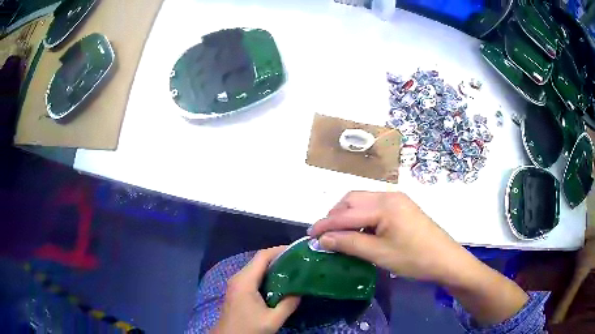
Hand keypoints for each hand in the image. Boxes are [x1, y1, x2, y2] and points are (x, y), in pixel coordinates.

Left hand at [212, 246, 299, 333]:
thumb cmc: (248, 328)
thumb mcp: (273, 320)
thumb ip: (288, 304)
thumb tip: (300, 291)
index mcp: (245, 281)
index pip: (262, 256)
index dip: (280, 250)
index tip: (297, 251)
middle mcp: (238, 277)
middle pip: (259, 260)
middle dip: (279, 258)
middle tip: (299, 261)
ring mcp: (236, 283)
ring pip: (256, 268)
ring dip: (273, 267)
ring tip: (293, 270)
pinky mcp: (237, 290)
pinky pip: (253, 276)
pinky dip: (267, 275)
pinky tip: (279, 282)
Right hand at [308, 191, 466, 283]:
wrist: (446, 259)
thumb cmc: (414, 259)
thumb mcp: (379, 254)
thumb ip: (349, 243)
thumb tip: (324, 240)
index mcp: (384, 205)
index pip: (345, 214)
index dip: (325, 225)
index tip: (310, 236)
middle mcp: (389, 195)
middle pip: (352, 199)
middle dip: (335, 215)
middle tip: (326, 235)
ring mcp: (397, 199)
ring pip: (363, 201)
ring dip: (347, 214)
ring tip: (340, 233)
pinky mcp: (402, 206)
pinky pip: (374, 206)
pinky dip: (361, 216)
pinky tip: (360, 230)